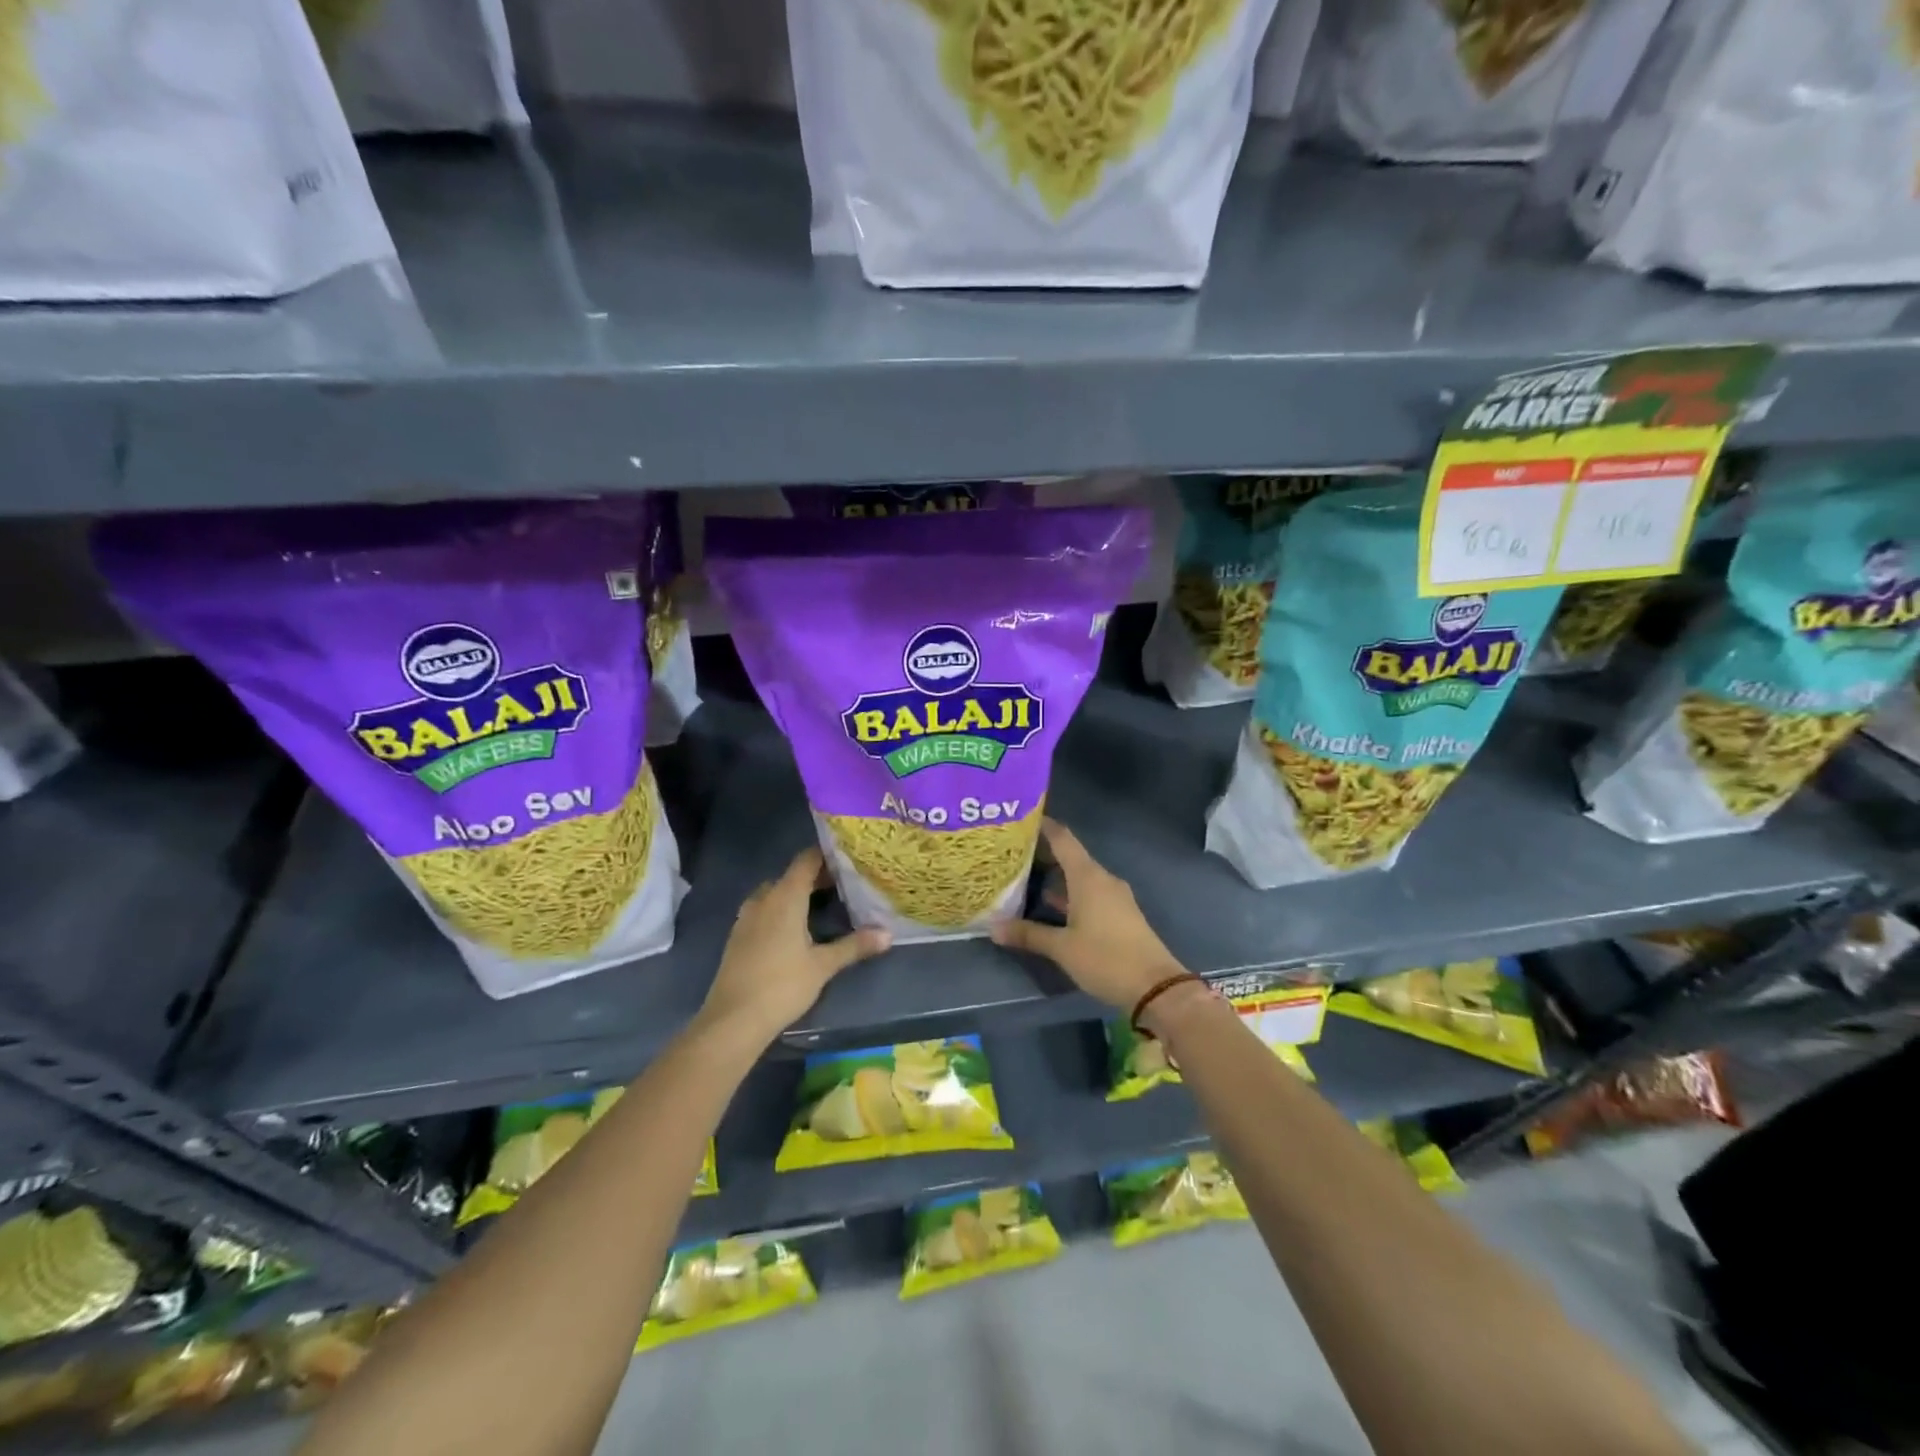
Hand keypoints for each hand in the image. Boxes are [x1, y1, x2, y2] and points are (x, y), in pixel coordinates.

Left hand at [699, 848, 889, 1042]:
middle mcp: (763, 899)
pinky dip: (782, 910)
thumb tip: (888, 934)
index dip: (827, 855)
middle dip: (816, 877)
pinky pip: (764, 910)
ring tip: (824, 905)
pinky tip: (797, 929)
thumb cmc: (782, 985)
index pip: (806, 860)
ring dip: (797, 894)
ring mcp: (747, 917)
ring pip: (775, 893)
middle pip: (792, 875)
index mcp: (785, 896)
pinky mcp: (738, 936)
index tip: (850, 857)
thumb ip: (855, 945)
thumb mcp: (823, 965)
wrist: (733, 1020)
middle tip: (845, 884)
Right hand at [990, 818, 1186, 1011]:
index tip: (1021, 818)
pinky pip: (1090, 894)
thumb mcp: (1062, 948)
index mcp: (1088, 877)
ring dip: (1056, 876)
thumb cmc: (1106, 958)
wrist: (1155, 987)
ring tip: (1025, 876)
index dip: (1043, 826)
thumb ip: (1028, 934)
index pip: (1063, 839)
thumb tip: (994, 927)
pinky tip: (1050, 905)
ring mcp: (1114, 897)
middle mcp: (1102, 880)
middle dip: (1043, 853)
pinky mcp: (1120, 914)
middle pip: (1070, 856)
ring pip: (1080, 878)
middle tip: (1012, 852)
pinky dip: (1069, 894)